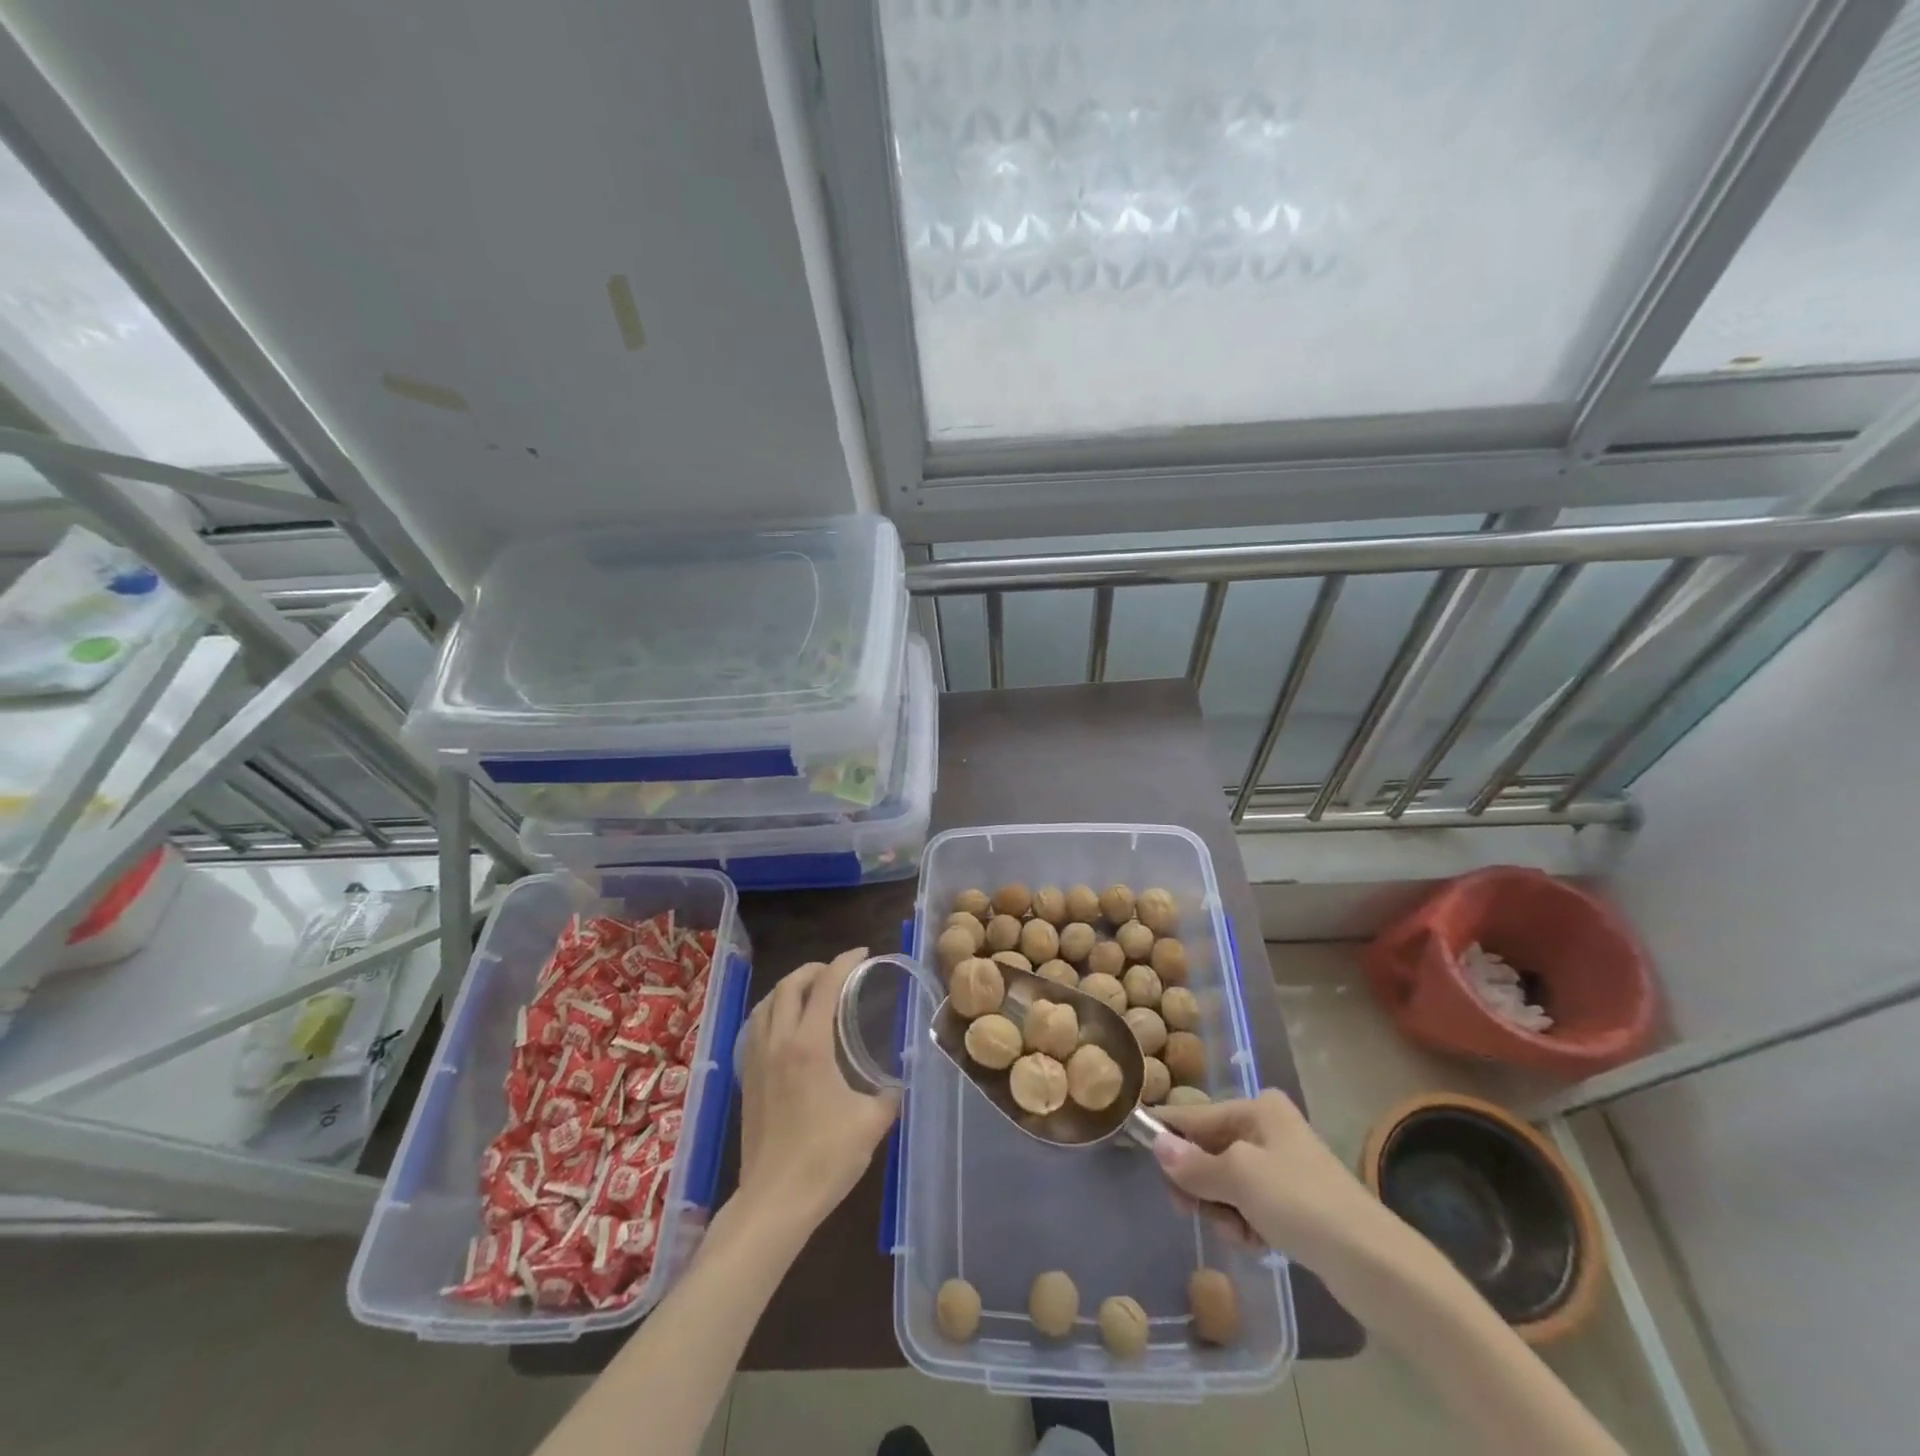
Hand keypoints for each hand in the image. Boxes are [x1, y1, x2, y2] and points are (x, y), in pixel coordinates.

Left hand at [735, 948, 900, 1233]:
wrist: (775, 1201)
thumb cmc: (826, 1158)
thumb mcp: (872, 1122)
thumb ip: (889, 1093)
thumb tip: (899, 1080)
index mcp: (809, 1044)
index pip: (826, 985)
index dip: (844, 962)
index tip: (862, 953)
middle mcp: (778, 1041)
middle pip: (789, 985)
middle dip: (814, 969)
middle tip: (837, 971)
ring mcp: (756, 1059)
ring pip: (767, 1003)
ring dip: (790, 988)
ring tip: (812, 992)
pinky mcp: (746, 1078)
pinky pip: (756, 1026)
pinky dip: (773, 1011)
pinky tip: (786, 1027)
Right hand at [1153, 1089, 1389, 1263]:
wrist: (1376, 1265)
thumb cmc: (1302, 1203)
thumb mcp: (1239, 1178)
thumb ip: (1193, 1164)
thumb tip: (1156, 1144)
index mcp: (1258, 1108)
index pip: (1195, 1116)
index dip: (1167, 1134)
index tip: (1136, 1147)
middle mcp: (1268, 1128)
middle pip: (1209, 1150)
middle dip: (1200, 1183)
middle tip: (1190, 1211)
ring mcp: (1282, 1166)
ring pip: (1226, 1182)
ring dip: (1223, 1209)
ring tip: (1240, 1232)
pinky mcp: (1294, 1203)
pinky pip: (1249, 1205)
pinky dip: (1245, 1223)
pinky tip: (1257, 1242)